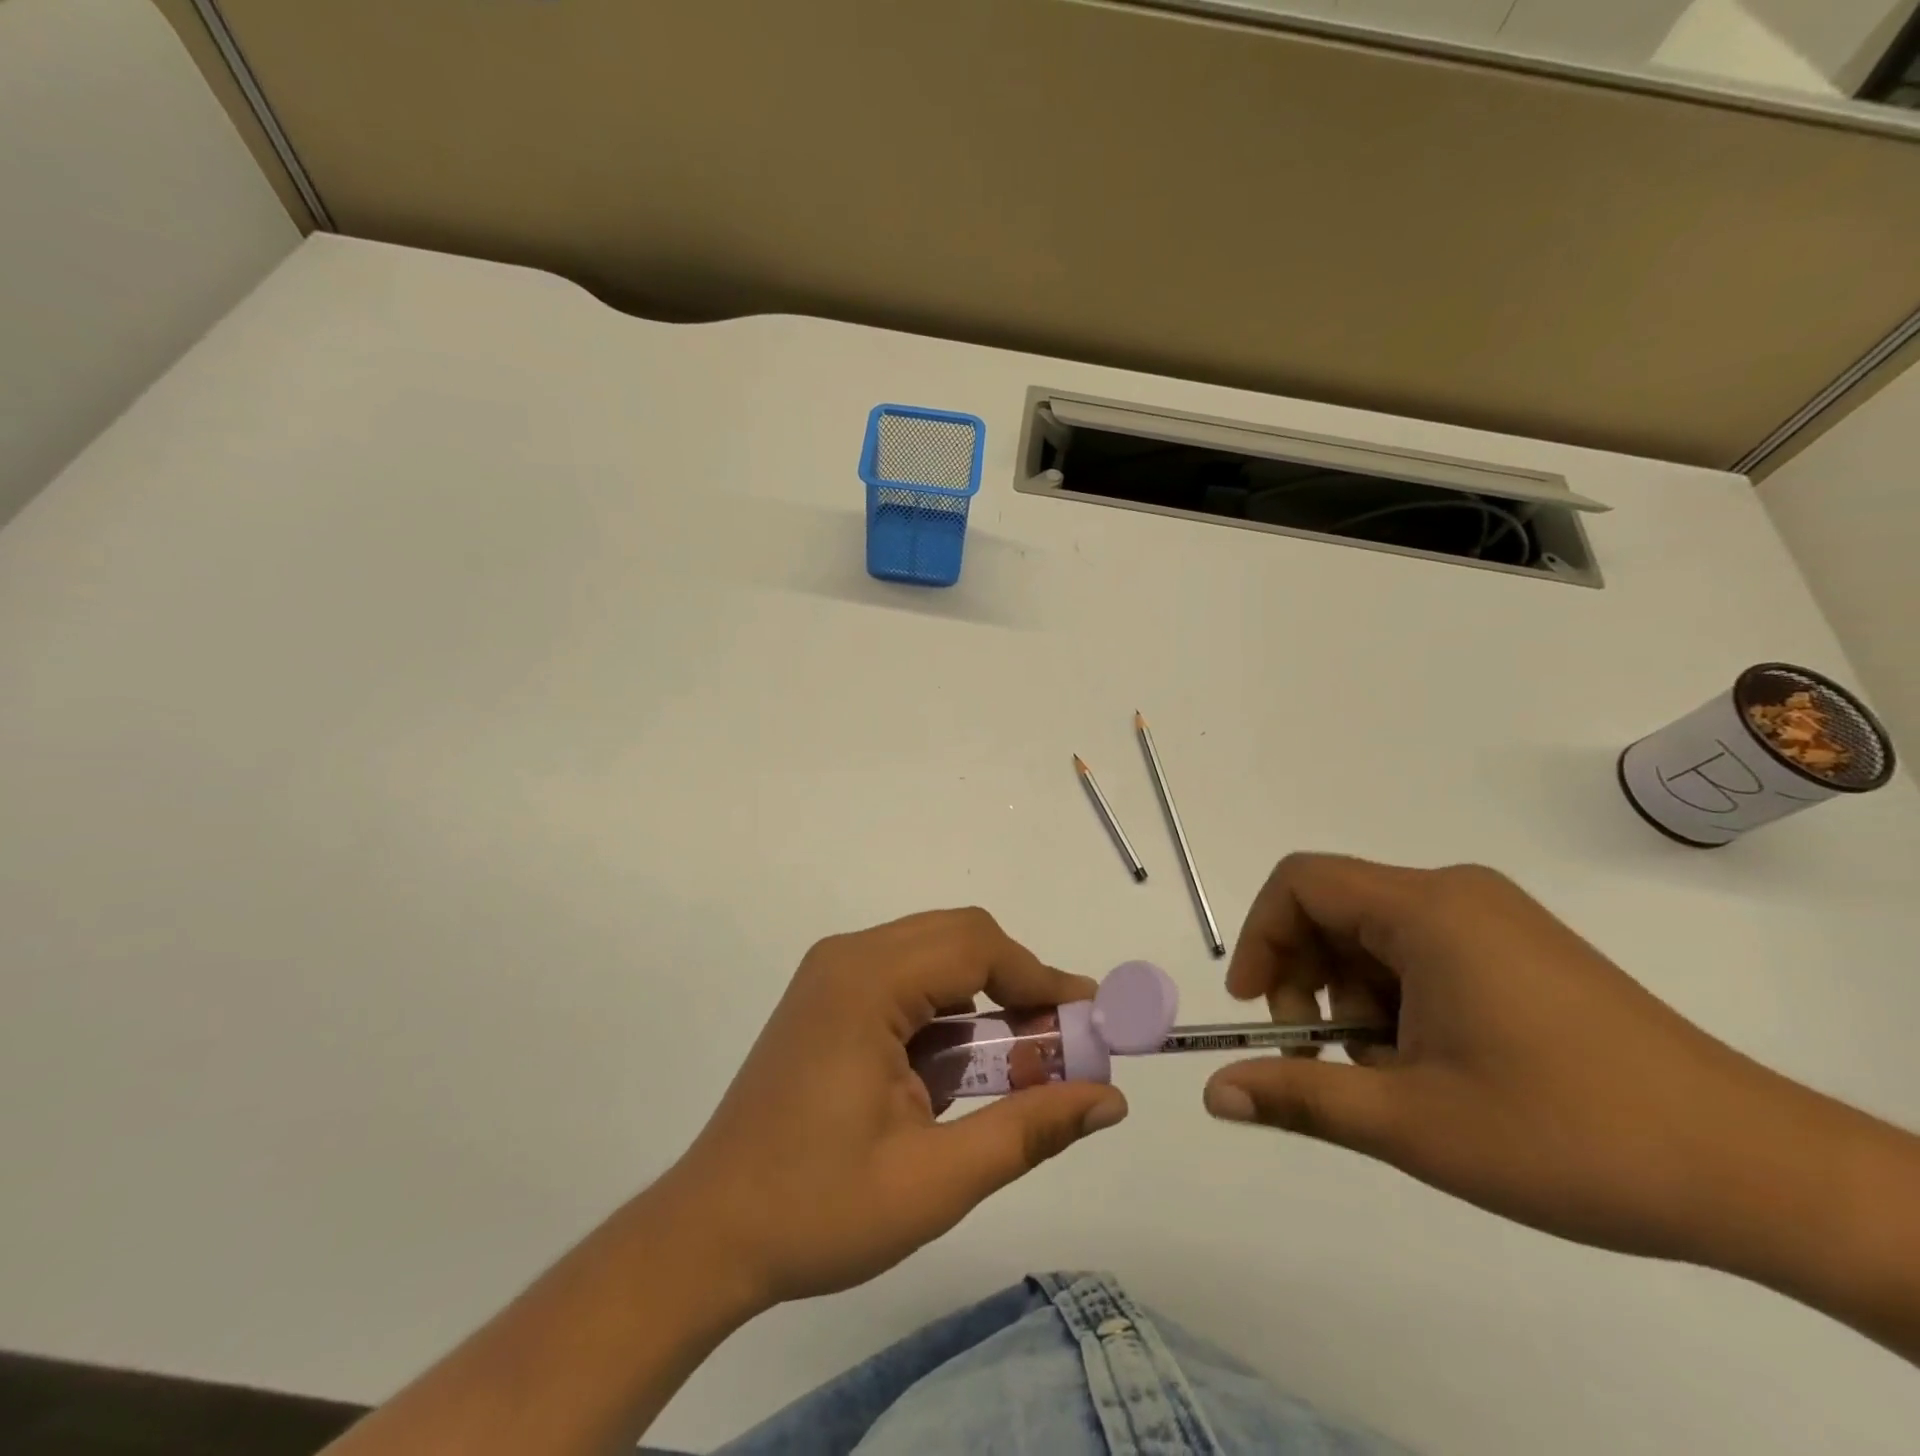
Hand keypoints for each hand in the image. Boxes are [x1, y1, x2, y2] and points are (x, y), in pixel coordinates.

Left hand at [659, 909, 1127, 1307]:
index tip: (1088, 1020)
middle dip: (1017, 980)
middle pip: (957, 936)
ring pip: (933, 951)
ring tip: (1017, 1058)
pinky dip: (946, 1005)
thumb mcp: (936, 1180)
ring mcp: (830, 973)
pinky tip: (956, 1062)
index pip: (976, 946)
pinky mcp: (825, 996)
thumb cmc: (819, 1210)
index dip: (1040, 977)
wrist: (709, 1234)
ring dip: (983, 991)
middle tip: (1057, 1041)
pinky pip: (905, 974)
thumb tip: (1110, 1100)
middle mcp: (847, 957)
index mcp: (866, 983)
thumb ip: (1029, 1130)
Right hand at [1201, 854, 1815, 1264]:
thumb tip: (1214, 1094)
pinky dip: (1398, 1000)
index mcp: (1427, 910)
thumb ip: (1300, 1098)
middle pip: (1335, 908)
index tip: (1257, 1010)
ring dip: (1354, 998)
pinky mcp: (1520, 950)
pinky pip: (1422, 952)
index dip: (1261, 938)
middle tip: (1321, 1056)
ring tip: (1387, 1075)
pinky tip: (1430, 1065)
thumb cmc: (1569, 1135)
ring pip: (1377, 936)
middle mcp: (1457, 895)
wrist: (1760, 1175)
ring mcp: (1494, 920)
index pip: (1301, 883)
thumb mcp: (1413, 1123)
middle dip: (1306, 979)